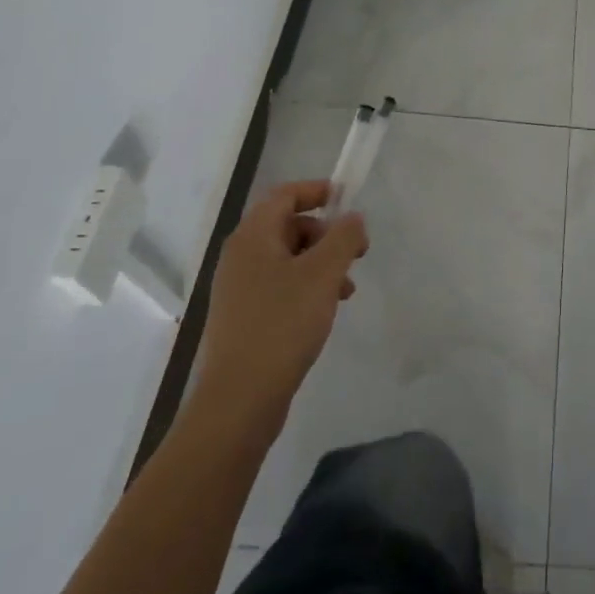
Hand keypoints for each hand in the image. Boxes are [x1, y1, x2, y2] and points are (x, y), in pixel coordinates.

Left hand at [191, 181, 367, 433]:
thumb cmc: (282, 324)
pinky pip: (281, 286)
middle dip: (326, 234)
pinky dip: (307, 287)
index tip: (348, 200)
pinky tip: (326, 311)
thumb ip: (344, 237)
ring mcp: (239, 290)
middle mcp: (240, 257)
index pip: (285, 195)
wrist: (239, 402)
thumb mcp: (324, 273)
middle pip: (288, 226)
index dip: (317, 191)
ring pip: (288, 259)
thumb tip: (353, 218)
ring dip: (321, 264)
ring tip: (346, 289)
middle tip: (356, 253)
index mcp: (252, 237)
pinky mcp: (244, 318)